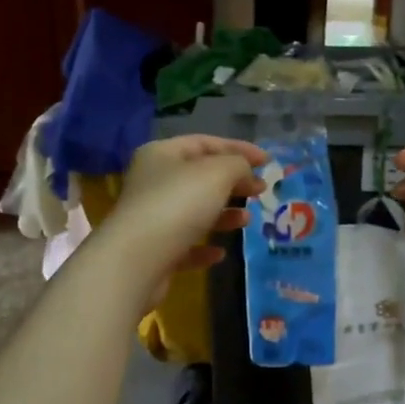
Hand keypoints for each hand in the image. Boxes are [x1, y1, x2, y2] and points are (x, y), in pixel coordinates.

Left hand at [102, 134, 266, 302]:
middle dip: (233, 183)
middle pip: (200, 177)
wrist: (137, 260)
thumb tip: (246, 173)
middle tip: (260, 191)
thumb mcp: (217, 173)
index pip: (205, 143)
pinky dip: (204, 246)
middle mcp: (153, 182)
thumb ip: (238, 165)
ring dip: (223, 215)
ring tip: (247, 221)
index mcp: (162, 154)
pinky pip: (185, 244)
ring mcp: (152, 218)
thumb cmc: (178, 205)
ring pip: (194, 211)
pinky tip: (220, 253)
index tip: (267, 162)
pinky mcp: (154, 251)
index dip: (238, 148)